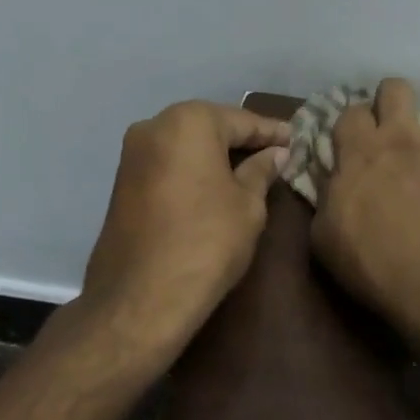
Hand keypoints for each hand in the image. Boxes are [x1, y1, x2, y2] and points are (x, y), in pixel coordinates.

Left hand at [80, 100, 290, 351]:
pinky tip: (215, 182)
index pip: (241, 120)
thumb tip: (274, 155)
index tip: (296, 138)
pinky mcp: (122, 180)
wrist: (140, 298)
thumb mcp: (248, 206)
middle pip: (210, 126)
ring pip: (186, 143)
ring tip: (250, 167)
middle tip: (276, 151)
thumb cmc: (206, 242)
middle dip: (241, 139)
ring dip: (215, 153)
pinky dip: (193, 168)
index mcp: (189, 121)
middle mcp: (154, 126)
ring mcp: (133, 153)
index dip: (271, 132)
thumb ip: (261, 171)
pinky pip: (168, 162)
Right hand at [310, 78, 419, 341]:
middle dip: (391, 101)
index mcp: (362, 150)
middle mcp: (404, 137)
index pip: (351, 110)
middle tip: (391, 130)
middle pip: (397, 87)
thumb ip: (325, 199)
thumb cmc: (375, 264)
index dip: (350, 123)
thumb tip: (330, 183)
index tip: (350, 142)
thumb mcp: (325, 239)